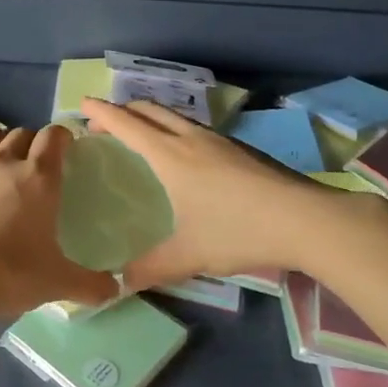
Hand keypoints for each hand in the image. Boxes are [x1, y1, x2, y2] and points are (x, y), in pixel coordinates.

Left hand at [0, 125, 119, 315]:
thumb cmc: (11, 275)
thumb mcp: (58, 282)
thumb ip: (91, 284)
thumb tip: (116, 289)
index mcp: (38, 178)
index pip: (54, 137)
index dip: (61, 137)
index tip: (65, 149)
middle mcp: (3, 162)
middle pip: (20, 133)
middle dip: (30, 143)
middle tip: (33, 165)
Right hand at [81, 97, 332, 288]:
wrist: (305, 219)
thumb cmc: (238, 230)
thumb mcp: (189, 254)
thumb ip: (151, 267)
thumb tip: (120, 282)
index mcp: (170, 156)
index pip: (127, 124)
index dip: (101, 113)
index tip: (82, 104)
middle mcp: (190, 139)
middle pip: (149, 110)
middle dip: (122, 110)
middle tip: (104, 125)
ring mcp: (218, 140)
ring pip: (174, 116)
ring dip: (150, 117)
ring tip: (139, 136)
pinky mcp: (238, 149)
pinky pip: (193, 128)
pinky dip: (172, 129)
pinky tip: (182, 155)